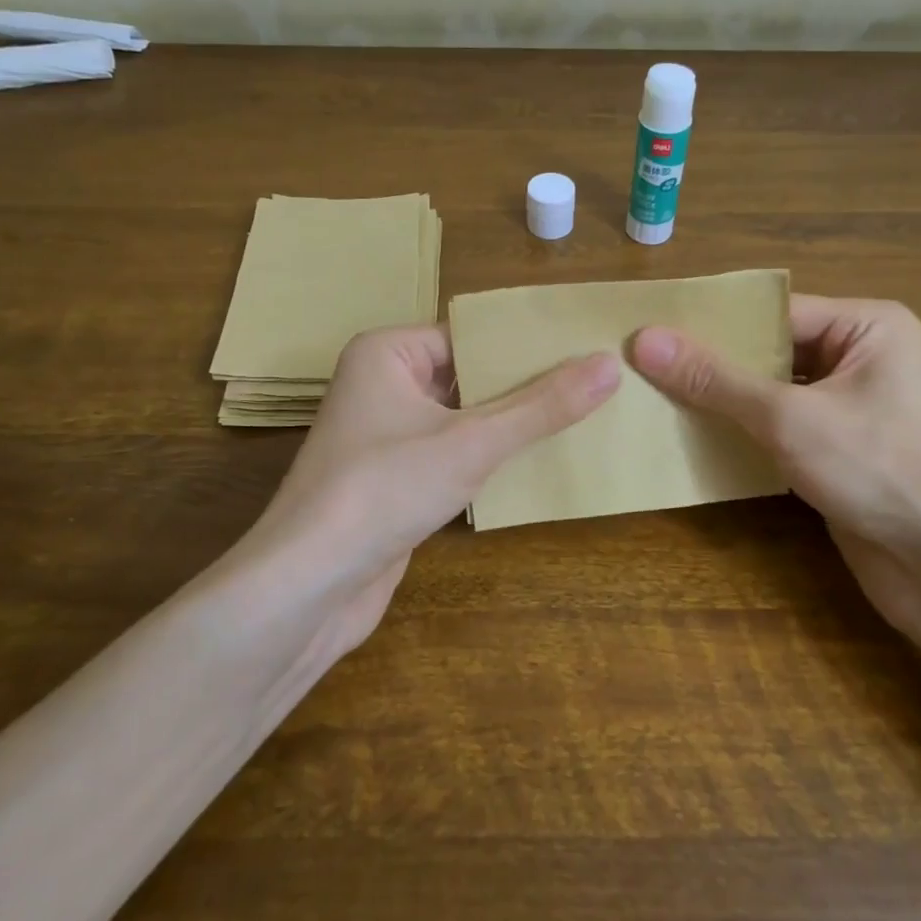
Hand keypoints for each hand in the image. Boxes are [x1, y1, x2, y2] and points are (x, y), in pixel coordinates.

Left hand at [248, 325, 619, 645]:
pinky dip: (488, 459)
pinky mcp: (394, 479)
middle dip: (524, 387)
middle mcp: (381, 385)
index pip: (469, 336)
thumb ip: (542, 406)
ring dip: (510, 426)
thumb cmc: (384, 489)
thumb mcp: (473, 442)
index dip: (525, 345)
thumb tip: (609, 365)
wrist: (310, 584)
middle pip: (468, 376)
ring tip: (582, 420)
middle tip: (596, 386)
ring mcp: (385, 435)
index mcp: (387, 353)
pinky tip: (537, 464)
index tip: (585, 350)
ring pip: (462, 419)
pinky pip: (451, 454)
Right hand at [630, 298, 920, 627]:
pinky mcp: (840, 453)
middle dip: (713, 365)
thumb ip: (715, 379)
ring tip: (655, 398)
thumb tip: (645, 340)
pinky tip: (693, 438)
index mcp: (867, 327)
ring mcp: (852, 410)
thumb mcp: (787, 416)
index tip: (651, 331)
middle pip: (771, 352)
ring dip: (724, 403)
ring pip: (773, 394)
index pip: (774, 312)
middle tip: (643, 366)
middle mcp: (862, 359)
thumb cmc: (878, 467)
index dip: (713, 323)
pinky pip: (781, 431)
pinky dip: (743, 434)